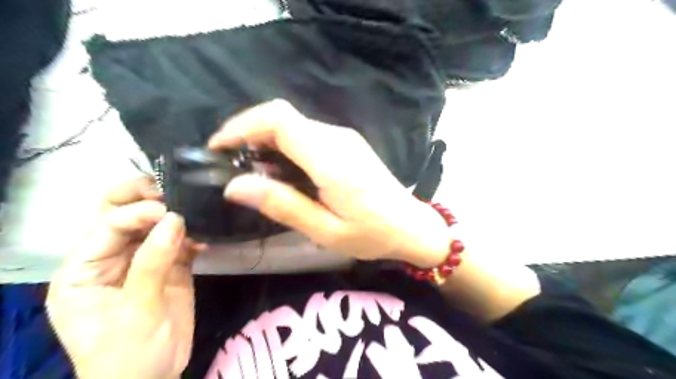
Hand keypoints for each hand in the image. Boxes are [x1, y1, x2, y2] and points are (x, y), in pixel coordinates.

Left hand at [46, 178, 201, 378]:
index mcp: (83, 270)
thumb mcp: (136, 311)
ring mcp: (143, 261)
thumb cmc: (129, 355)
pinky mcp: (169, 267)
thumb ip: (152, 262)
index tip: (172, 211)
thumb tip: (175, 219)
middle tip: (175, 191)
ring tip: (197, 214)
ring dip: (174, 217)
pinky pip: (179, 242)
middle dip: (145, 198)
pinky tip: (206, 239)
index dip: (138, 213)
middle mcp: (111, 259)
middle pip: (121, 215)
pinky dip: (193, 237)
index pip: (107, 225)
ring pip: (155, 225)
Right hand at [209, 99, 450, 266]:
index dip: (242, 126)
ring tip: (255, 175)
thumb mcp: (324, 230)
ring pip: (294, 125)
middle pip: (283, 117)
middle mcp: (336, 138)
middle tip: (232, 166)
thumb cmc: (371, 234)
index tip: (218, 147)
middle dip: (250, 134)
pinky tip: (283, 174)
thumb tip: (235, 186)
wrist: (411, 225)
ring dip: (267, 142)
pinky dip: (285, 147)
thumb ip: (282, 205)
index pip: (279, 120)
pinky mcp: (347, 144)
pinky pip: (307, 135)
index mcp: (330, 158)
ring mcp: (344, 138)